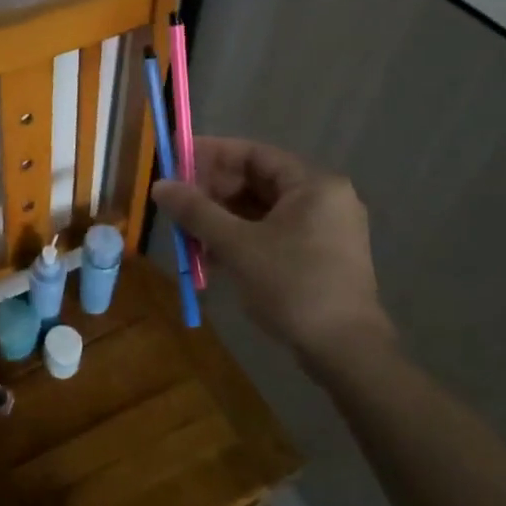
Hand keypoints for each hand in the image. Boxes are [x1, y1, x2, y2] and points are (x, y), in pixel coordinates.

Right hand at [150, 137, 392, 375]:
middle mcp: (323, 198)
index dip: (212, 155)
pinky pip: (273, 233)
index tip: (176, 162)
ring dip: (223, 219)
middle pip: (258, 181)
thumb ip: (197, 211)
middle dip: (214, 192)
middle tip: (178, 204)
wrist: (345, 351)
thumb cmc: (293, 286)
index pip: (254, 153)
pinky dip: (242, 239)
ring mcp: (325, 229)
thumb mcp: (237, 245)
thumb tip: (160, 185)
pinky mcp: (320, 256)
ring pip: (262, 211)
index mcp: (313, 184)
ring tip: (187, 234)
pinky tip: (211, 257)